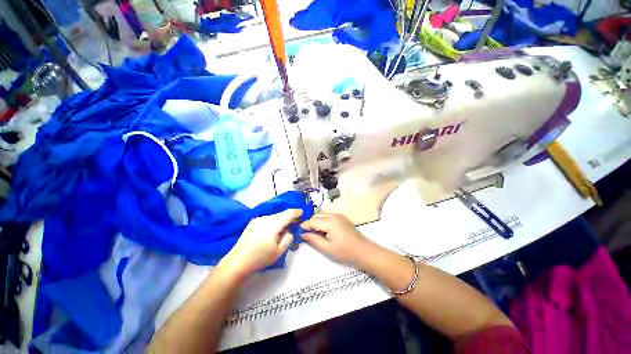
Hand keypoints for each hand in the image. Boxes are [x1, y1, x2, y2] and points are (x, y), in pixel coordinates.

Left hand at [219, 209, 302, 279]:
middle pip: (281, 214)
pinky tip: (273, 230)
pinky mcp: (253, 222)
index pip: (288, 213)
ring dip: (281, 220)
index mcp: (273, 224)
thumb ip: (289, 238)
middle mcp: (265, 218)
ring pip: (274, 216)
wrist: (237, 262)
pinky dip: (274, 221)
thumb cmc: (260, 258)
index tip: (302, 213)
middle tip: (295, 222)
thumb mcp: (279, 251)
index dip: (297, 212)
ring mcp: (258, 219)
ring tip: (284, 228)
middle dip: (289, 216)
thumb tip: (290, 230)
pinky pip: (268, 219)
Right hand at [301, 213, 373, 267]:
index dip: (304, 226)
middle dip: (310, 223)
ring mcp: (339, 215)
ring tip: (315, 234)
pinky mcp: (342, 218)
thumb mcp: (327, 248)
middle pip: (317, 216)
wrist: (364, 251)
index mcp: (330, 221)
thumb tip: (303, 234)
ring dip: (316, 222)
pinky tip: (324, 231)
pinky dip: (323, 222)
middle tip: (307, 235)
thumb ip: (313, 239)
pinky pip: (328, 216)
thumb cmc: (345, 252)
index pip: (312, 220)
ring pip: (322, 215)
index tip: (298, 232)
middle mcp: (334, 215)